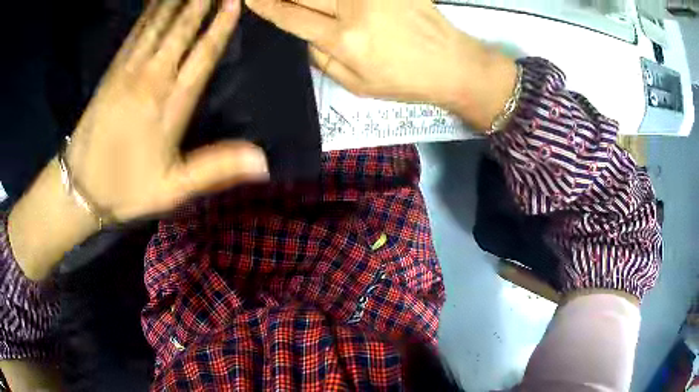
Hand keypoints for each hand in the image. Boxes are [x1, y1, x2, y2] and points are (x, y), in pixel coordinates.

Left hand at [8, 0, 267, 279]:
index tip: (233, 2)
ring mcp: (127, 72)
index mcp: (169, 106)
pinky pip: (135, 33)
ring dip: (175, 1)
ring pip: (157, 25)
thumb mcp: (172, 189)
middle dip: (200, 3)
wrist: (80, 188)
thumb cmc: (126, 189)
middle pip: (180, 31)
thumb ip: (215, 169)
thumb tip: (263, 162)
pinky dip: (148, 12)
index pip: (202, 56)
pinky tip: (156, 1)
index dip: (219, 27)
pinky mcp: (111, 72)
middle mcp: (150, 80)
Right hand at [246, 0, 516, 128]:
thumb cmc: (406, 81)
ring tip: (299, 0)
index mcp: (344, 40)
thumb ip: (323, 60)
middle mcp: (355, 9)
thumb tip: (302, 35)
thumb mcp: (357, 86)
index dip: (266, 6)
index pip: (291, 17)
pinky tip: (334, 2)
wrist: (453, 65)